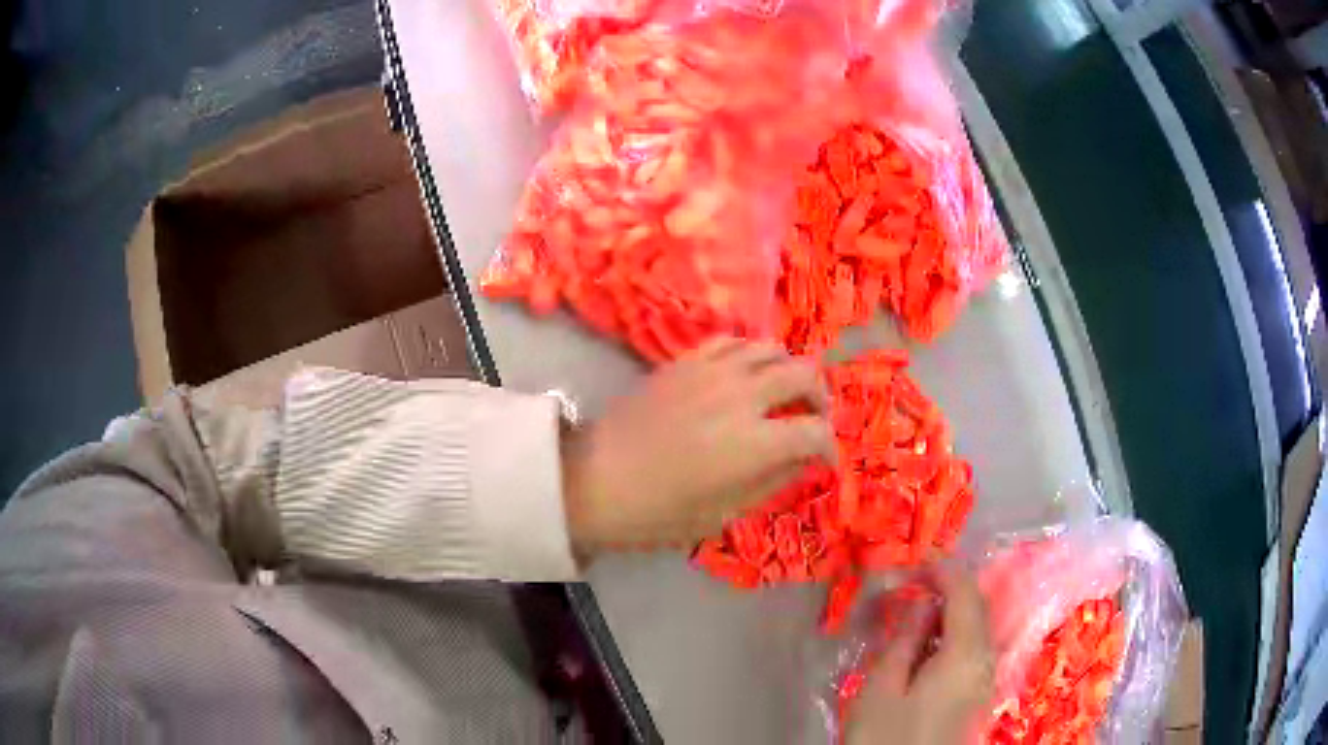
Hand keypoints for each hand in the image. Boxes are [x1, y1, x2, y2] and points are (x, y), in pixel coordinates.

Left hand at [562, 337, 834, 554]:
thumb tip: (805, 460)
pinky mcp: (686, 360)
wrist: (595, 480)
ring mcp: (713, 371)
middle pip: (804, 374)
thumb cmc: (660, 512)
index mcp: (755, 443)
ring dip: (788, 370)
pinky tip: (746, 375)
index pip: (815, 431)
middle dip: (820, 398)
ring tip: (783, 393)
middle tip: (812, 419)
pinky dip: (751, 354)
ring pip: (772, 348)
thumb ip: (774, 481)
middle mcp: (742, 395)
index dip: (828, 447)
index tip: (824, 460)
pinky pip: (733, 342)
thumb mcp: (726, 513)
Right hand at [846, 569, 994, 744]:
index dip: (943, 572)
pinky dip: (954, 639)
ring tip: (913, 620)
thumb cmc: (886, 736)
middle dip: (949, 592)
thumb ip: (904, 638)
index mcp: (967, 653)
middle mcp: (988, 661)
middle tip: (910, 592)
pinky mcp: (979, 697)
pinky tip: (926, 651)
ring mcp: (987, 681)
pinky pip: (974, 653)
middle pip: (979, 609)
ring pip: (978, 631)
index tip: (913, 568)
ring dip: (951, 616)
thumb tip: (920, 601)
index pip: (966, 593)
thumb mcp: (883, 686)